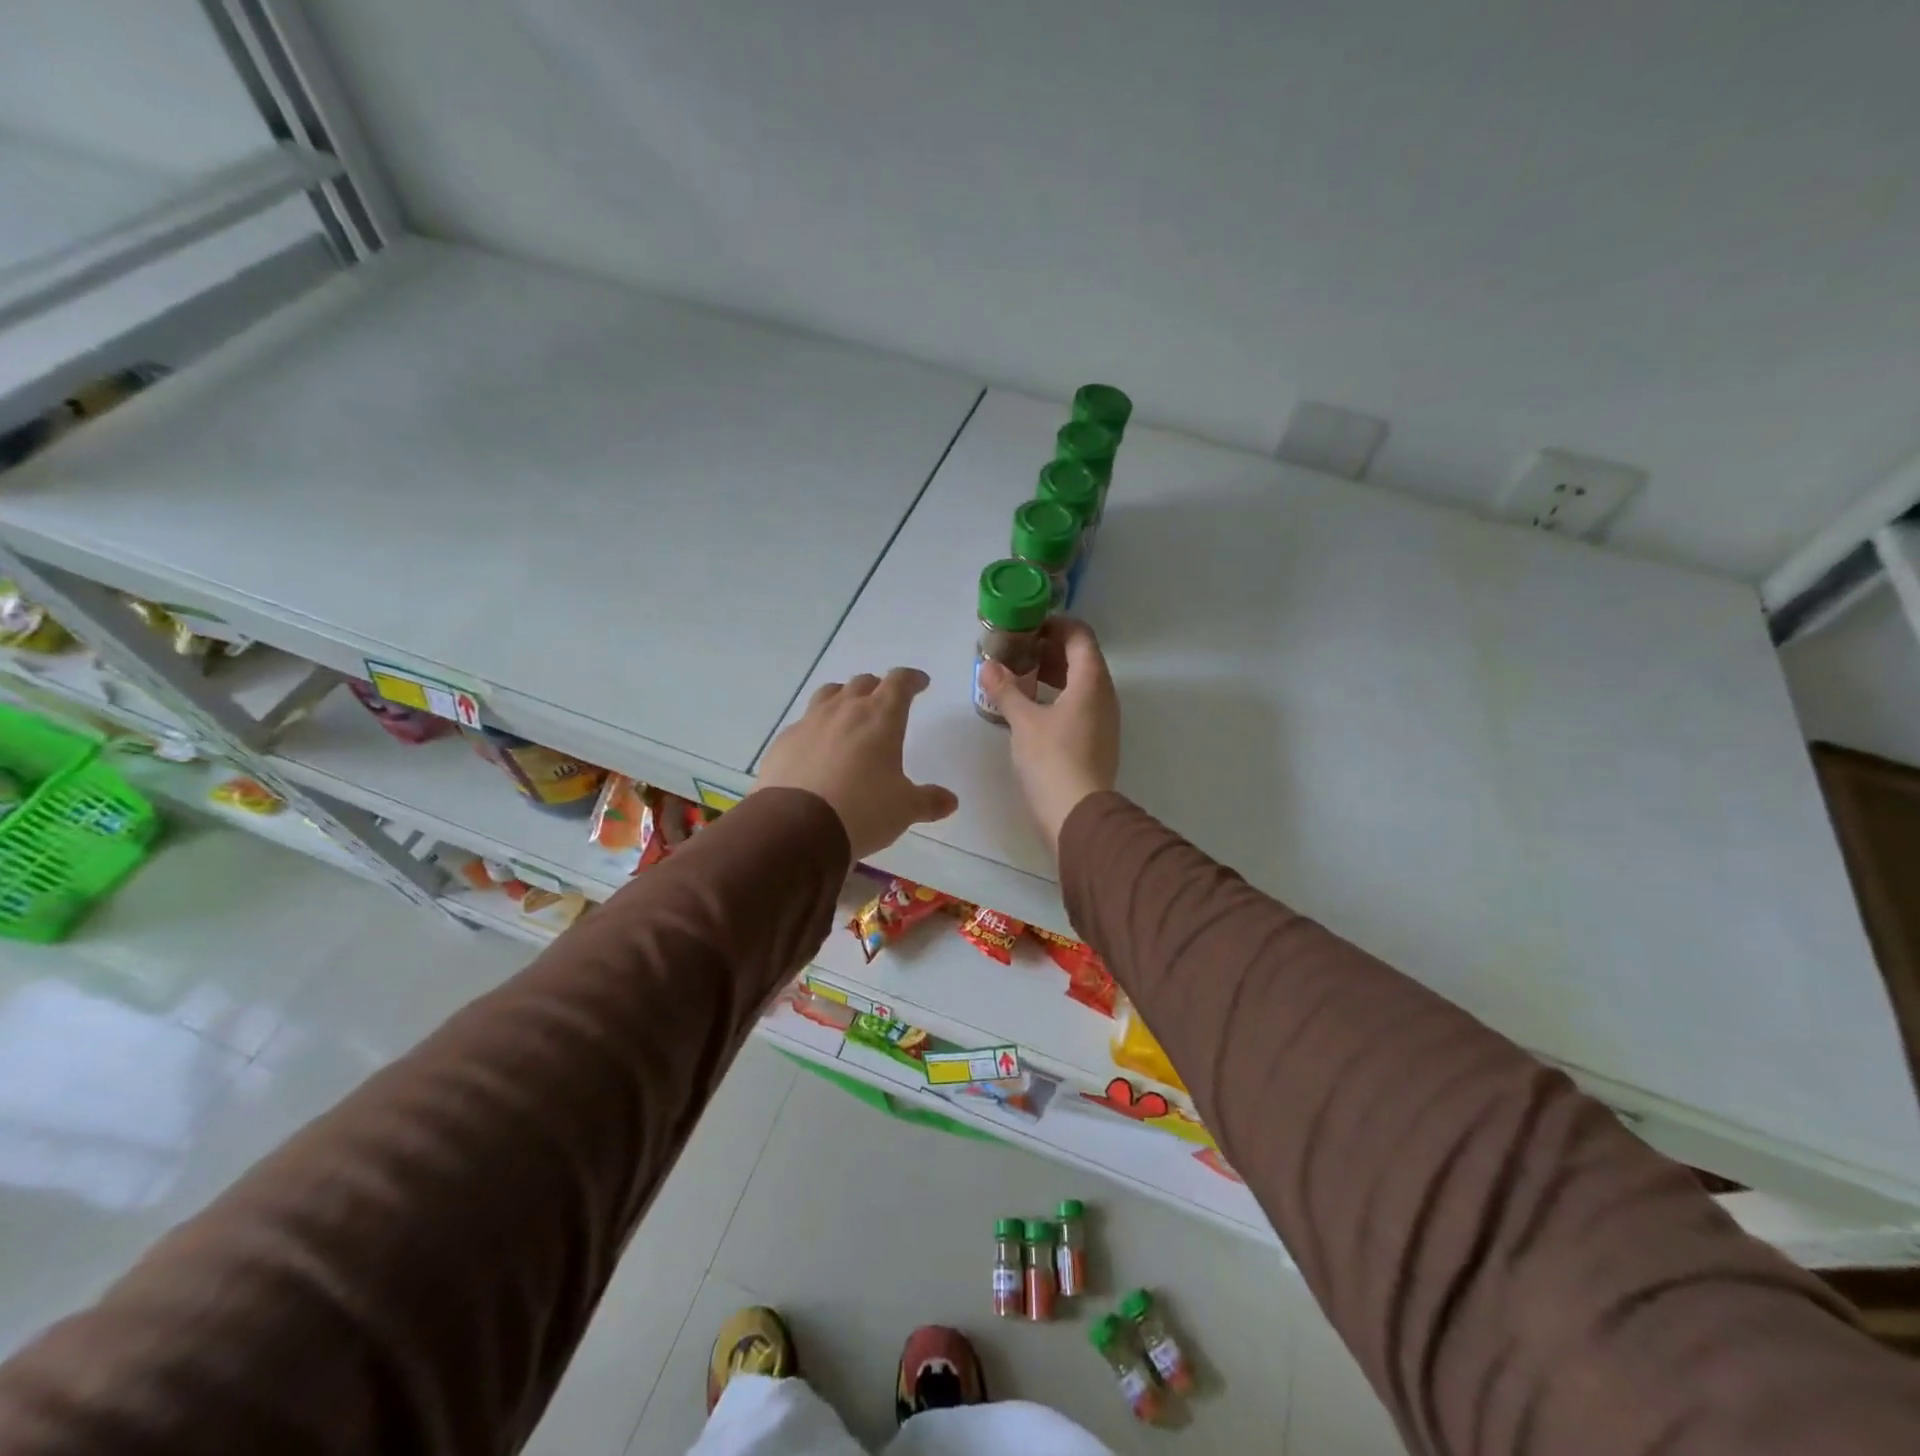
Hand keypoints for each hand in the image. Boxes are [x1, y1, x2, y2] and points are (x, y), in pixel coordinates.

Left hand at [756, 667, 957, 859]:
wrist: (797, 827)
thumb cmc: (863, 810)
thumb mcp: (904, 809)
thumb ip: (929, 801)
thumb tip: (950, 801)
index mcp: (880, 717)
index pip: (900, 682)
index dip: (912, 679)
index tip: (920, 683)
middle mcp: (844, 710)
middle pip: (862, 683)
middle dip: (877, 688)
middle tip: (885, 702)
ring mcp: (809, 722)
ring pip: (829, 694)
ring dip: (843, 698)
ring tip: (848, 713)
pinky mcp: (784, 742)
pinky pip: (803, 723)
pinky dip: (816, 728)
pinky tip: (817, 748)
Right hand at [977, 618, 1119, 854]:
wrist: (1077, 814)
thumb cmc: (1052, 759)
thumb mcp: (1023, 721)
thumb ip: (1005, 689)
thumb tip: (987, 665)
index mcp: (1092, 681)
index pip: (1080, 636)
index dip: (1056, 624)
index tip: (1028, 627)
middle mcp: (1104, 695)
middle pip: (1082, 658)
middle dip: (1050, 649)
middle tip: (1017, 651)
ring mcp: (1104, 720)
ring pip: (1081, 683)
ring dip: (1054, 674)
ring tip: (1020, 677)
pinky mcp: (1097, 741)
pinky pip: (1080, 705)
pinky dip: (1059, 696)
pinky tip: (1032, 708)